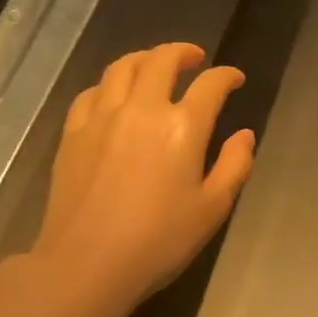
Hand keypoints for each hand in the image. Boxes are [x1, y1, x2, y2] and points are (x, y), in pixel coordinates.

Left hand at [31, 43, 255, 316]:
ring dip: (145, 59)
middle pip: (162, 60)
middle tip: (195, 59)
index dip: (226, 76)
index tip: (234, 78)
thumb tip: (244, 135)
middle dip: (183, 53)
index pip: (210, 85)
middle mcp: (142, 109)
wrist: (87, 264)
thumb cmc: (159, 241)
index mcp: (182, 127)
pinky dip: (110, 84)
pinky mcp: (73, 132)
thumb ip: (235, 165)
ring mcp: (102, 117)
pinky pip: (92, 92)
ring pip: (122, 67)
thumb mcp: (212, 209)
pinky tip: (115, 96)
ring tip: (155, 66)